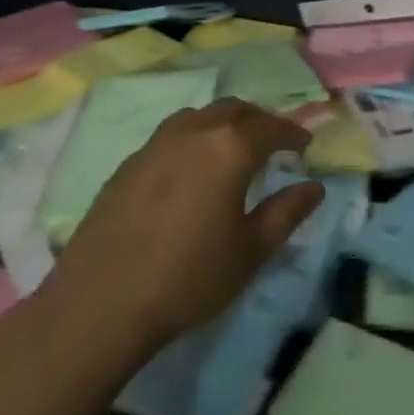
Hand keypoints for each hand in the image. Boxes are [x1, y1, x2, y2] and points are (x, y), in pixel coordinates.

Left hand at [46, 98, 324, 357]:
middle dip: (259, 121)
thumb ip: (287, 212)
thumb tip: (314, 186)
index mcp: (230, 147)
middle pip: (235, 110)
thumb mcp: (250, 251)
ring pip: (200, 116)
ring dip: (223, 124)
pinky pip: (171, 136)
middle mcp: (194, 131)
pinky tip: (189, 171)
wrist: (99, 304)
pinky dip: (193, 140)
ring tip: (231, 150)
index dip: (292, 133)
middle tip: (272, 143)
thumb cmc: (188, 278)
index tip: (305, 145)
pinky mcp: (128, 163)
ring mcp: (156, 144)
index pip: (271, 127)